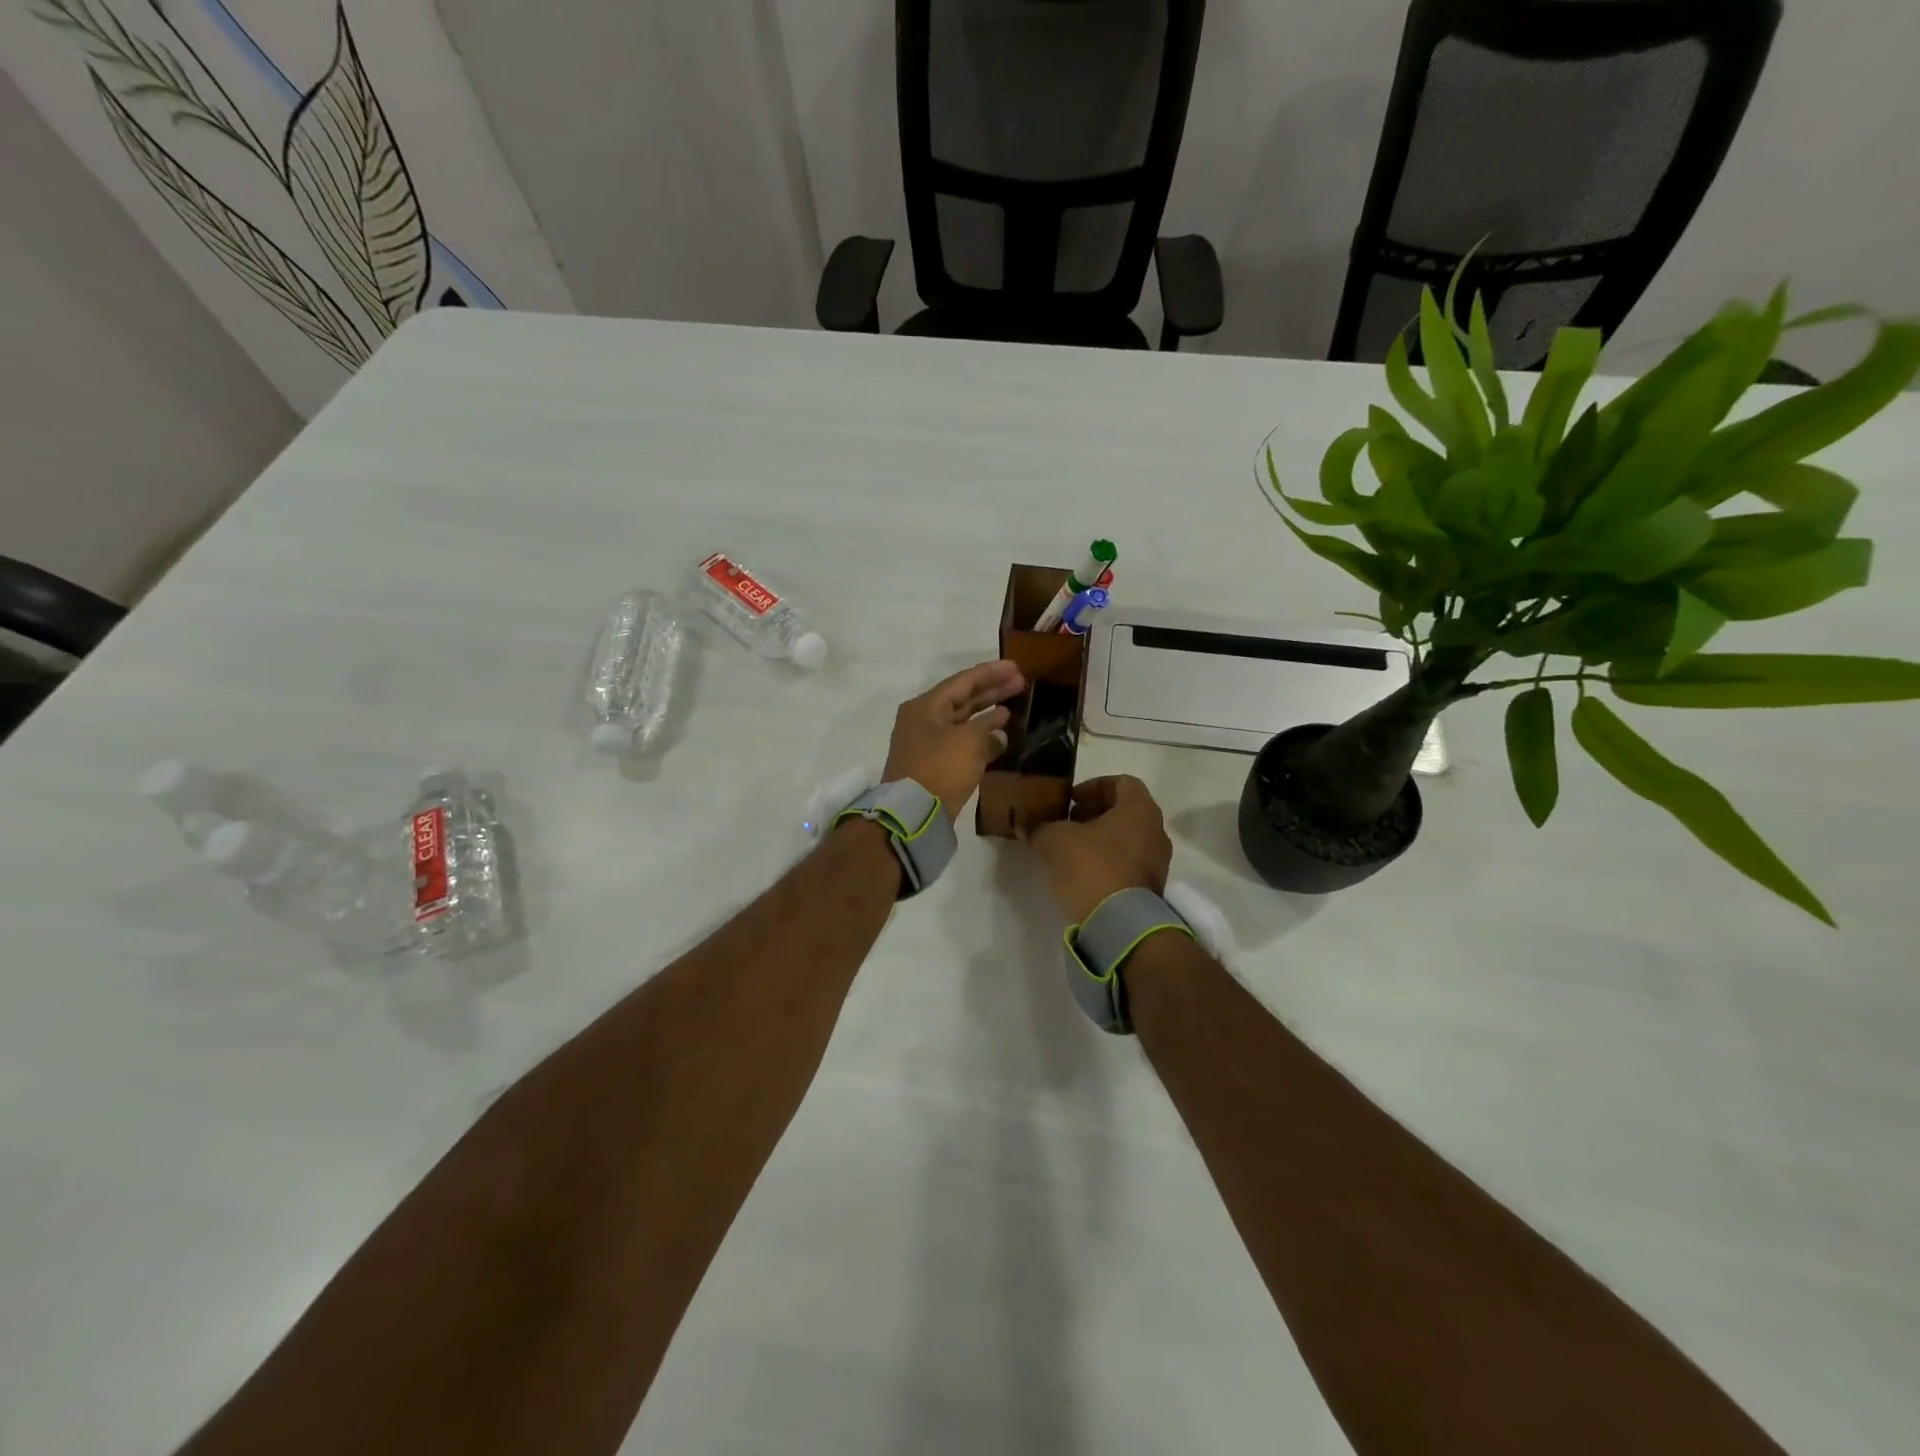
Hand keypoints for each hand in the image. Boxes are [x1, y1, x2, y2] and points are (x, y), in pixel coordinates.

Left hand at [882, 660, 1024, 818]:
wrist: (913, 813)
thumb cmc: (940, 768)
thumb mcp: (969, 742)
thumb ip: (987, 729)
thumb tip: (998, 730)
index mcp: (925, 706)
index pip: (963, 681)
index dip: (991, 673)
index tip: (1016, 668)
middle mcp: (923, 720)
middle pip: (962, 699)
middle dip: (992, 691)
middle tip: (1021, 683)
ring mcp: (927, 743)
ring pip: (962, 721)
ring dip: (987, 714)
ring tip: (1013, 706)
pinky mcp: (934, 765)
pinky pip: (961, 742)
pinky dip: (980, 736)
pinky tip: (1000, 736)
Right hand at [1029, 776, 1172, 923]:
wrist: (1120, 925)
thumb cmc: (1092, 867)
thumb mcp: (1055, 840)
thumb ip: (1041, 827)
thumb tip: (1028, 826)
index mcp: (1140, 810)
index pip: (1122, 782)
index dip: (1093, 786)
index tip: (1070, 800)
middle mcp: (1156, 831)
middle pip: (1124, 811)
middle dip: (1093, 813)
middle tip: (1066, 823)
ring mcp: (1158, 862)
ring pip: (1126, 838)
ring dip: (1099, 839)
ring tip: (1069, 850)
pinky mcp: (1151, 888)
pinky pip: (1128, 863)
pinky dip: (1107, 860)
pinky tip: (1082, 873)